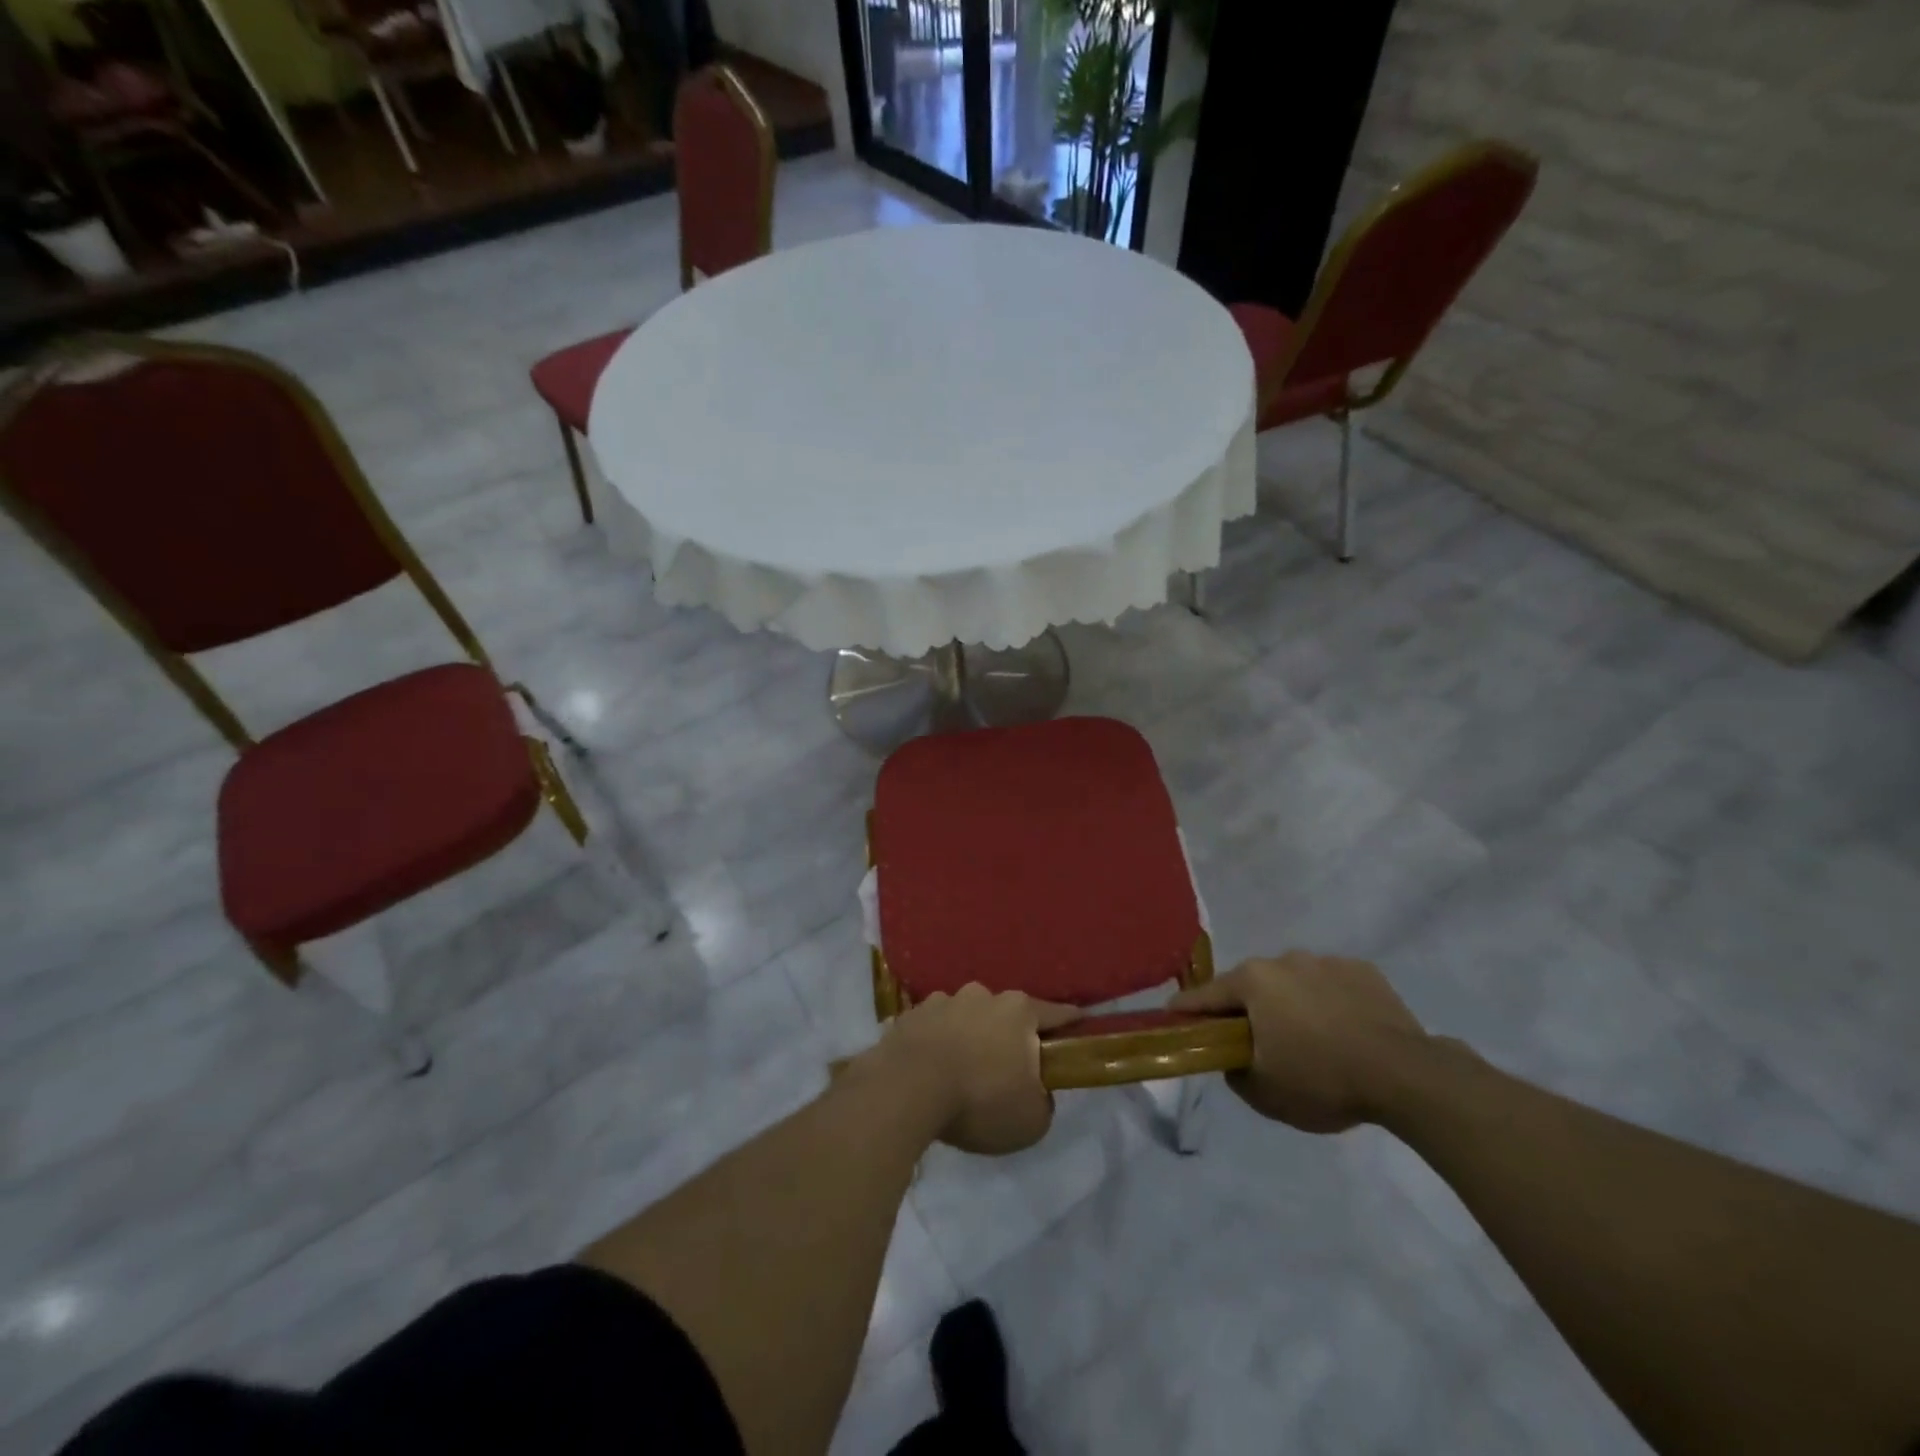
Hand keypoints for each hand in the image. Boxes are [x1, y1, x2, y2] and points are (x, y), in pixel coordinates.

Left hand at [868, 985, 1080, 1154]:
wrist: (906, 1089)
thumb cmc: (979, 1101)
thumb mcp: (1031, 1120)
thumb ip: (1043, 1101)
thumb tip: (1035, 1090)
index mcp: (1019, 1011)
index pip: (1057, 1013)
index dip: (1071, 1022)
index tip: (1079, 1026)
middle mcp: (983, 995)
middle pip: (1006, 1013)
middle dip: (1010, 1034)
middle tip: (1007, 1066)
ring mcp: (943, 1000)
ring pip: (967, 1016)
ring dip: (969, 1035)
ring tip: (962, 1068)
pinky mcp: (911, 1014)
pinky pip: (934, 1027)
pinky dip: (937, 1042)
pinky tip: (931, 1067)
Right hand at [1169, 951, 1426, 1132]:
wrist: (1406, 1075)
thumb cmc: (1322, 1080)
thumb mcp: (1263, 1093)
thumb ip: (1234, 1071)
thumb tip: (1233, 1058)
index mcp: (1252, 981)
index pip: (1205, 995)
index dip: (1186, 1011)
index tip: (1173, 1019)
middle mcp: (1284, 960)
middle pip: (1252, 986)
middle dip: (1248, 1010)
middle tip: (1256, 1043)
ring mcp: (1326, 961)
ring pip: (1294, 983)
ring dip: (1291, 1004)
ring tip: (1310, 1040)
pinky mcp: (1364, 971)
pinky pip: (1332, 986)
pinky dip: (1330, 1003)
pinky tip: (1345, 1032)